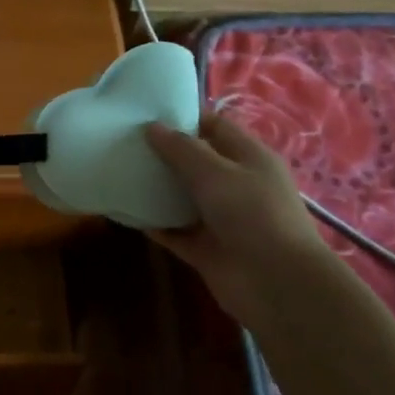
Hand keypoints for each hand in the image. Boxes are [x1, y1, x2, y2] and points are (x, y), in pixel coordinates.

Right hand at [143, 112, 325, 316]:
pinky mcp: (205, 247)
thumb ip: (182, 149)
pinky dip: (154, 223)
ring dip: (155, 187)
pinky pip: (174, 230)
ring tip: (118, 171)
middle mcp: (235, 184)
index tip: (145, 111)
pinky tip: (126, 211)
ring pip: (182, 196)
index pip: (215, 126)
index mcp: (248, 157)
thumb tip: (152, 127)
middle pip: (195, 161)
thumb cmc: (253, 214)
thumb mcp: (216, 172)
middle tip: (123, 140)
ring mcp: (219, 218)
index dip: (184, 117)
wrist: (276, 283)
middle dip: (163, 151)